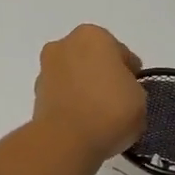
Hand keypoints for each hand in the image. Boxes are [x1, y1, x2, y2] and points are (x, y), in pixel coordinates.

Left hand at [32, 25, 145, 165]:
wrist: (66, 140)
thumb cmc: (110, 109)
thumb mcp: (139, 97)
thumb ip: (131, 87)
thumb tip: (119, 92)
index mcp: (92, 35)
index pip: (119, 52)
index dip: (130, 72)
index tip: (134, 90)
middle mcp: (64, 45)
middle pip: (91, 60)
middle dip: (102, 76)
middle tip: (117, 101)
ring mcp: (46, 69)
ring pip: (73, 76)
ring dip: (84, 89)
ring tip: (100, 116)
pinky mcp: (35, 94)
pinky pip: (62, 95)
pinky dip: (71, 104)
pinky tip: (84, 122)